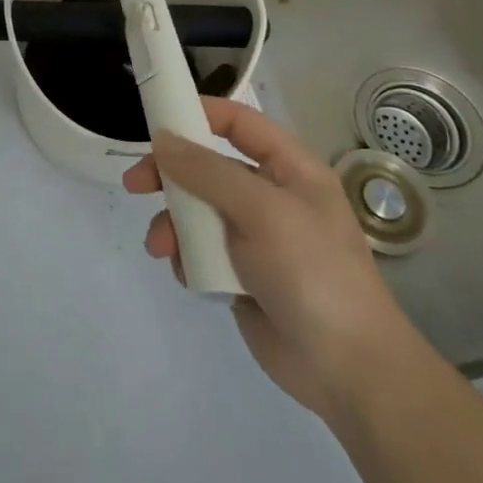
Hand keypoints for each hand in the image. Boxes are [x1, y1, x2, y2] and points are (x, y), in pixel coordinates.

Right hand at [122, 98, 419, 421]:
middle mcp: (270, 196)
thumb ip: (207, 171)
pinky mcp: (239, 273)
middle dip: (171, 176)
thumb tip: (162, 138)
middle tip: (135, 185)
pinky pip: (199, 250)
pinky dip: (186, 257)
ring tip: (161, 249)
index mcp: (290, 170)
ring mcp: (254, 237)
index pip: (239, 123)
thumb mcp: (261, 210)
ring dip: (173, 225)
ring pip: (196, 211)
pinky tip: (188, 276)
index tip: (157, 119)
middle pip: (208, 167)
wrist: (347, 369)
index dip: (200, 113)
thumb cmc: (312, 272)